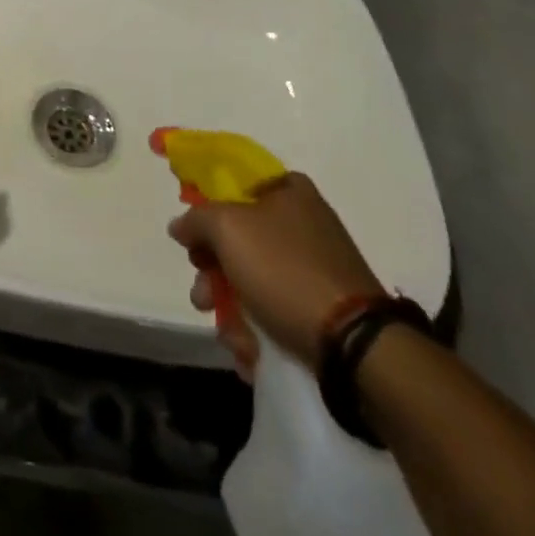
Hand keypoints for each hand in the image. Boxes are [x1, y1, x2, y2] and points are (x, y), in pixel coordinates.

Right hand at [169, 173, 383, 377]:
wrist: (354, 345)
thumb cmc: (285, 269)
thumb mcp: (227, 228)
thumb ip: (197, 218)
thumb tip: (181, 226)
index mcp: (288, 190)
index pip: (235, 184)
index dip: (207, 206)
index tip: (192, 236)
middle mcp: (303, 222)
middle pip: (238, 237)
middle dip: (212, 270)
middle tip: (203, 293)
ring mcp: (314, 266)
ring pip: (252, 278)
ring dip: (230, 307)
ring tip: (230, 335)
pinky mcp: (322, 307)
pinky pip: (275, 309)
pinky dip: (257, 329)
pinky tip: (251, 351)